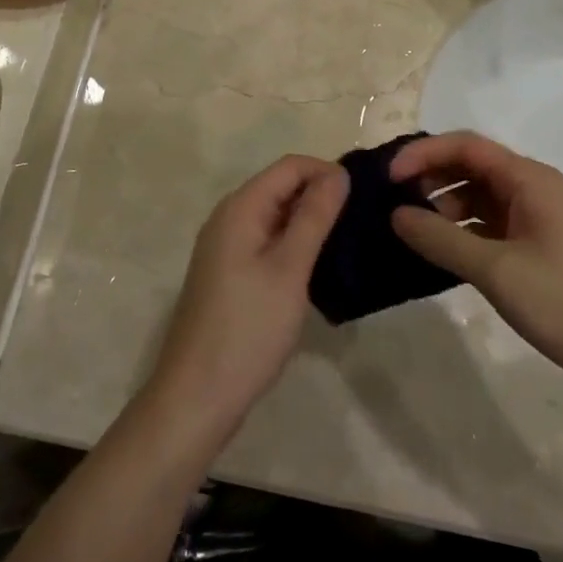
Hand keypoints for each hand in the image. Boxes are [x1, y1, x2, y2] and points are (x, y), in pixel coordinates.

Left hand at [144, 156, 348, 447]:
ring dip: (309, 222)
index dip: (327, 172)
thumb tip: (338, 173)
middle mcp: (229, 217)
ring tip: (349, 242)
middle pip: (281, 187)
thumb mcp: (289, 269)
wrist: (197, 395)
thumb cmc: (248, 328)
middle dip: (320, 195)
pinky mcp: (229, 273)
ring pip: (275, 216)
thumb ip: (314, 217)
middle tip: (363, 220)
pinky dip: (293, 244)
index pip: (290, 166)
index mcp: (240, 207)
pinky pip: (267, 241)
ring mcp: (226, 246)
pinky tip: (318, 267)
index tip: (364, 197)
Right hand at [390, 132, 562, 415]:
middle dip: (429, 179)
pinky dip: (463, 233)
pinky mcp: (542, 249)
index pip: (464, 145)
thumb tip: (395, 214)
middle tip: (393, 205)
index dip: (421, 153)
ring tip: (413, 234)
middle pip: (470, 167)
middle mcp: (533, 189)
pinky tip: (442, 256)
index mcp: (528, 179)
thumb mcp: (498, 271)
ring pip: (479, 198)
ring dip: (444, 208)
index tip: (387, 179)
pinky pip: (491, 226)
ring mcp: (539, 220)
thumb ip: (441, 240)